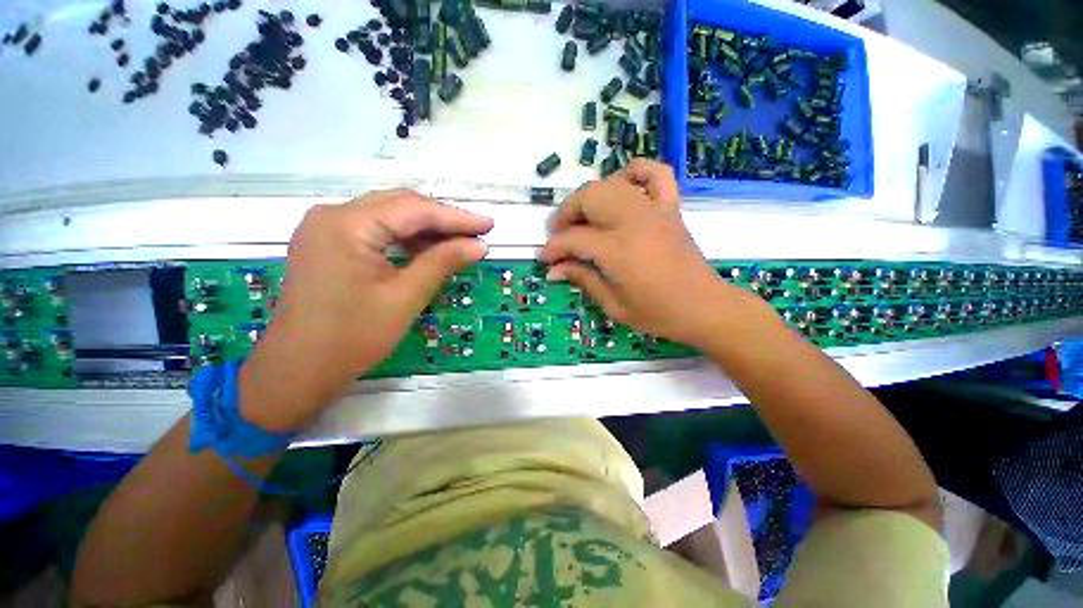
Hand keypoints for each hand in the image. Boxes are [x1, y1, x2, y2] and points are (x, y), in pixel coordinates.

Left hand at [240, 190, 492, 431]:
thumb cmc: (352, 337)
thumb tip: (479, 245)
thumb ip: (442, 263)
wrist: (298, 369)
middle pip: (400, 205)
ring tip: (460, 241)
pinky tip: (428, 250)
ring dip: (426, 228)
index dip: (456, 216)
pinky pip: (376, 231)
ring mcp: (327, 228)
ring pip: (389, 216)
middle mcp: (333, 215)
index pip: (413, 209)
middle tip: (478, 232)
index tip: (489, 223)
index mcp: (346, 224)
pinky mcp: (329, 244)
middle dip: (442, 219)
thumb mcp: (405, 298)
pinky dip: (406, 239)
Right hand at [539, 160, 748, 347]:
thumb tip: (553, 269)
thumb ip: (583, 280)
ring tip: (582, 217)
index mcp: (619, 251)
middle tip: (560, 236)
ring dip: (590, 197)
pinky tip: (622, 185)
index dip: (554, 248)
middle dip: (566, 214)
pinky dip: (635, 172)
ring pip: (611, 184)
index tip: (544, 259)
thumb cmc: (658, 314)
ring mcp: (655, 210)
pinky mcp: (670, 208)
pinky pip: (655, 173)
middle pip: (589, 199)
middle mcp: (634, 222)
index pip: (574, 238)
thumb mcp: (614, 305)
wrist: (705, 307)